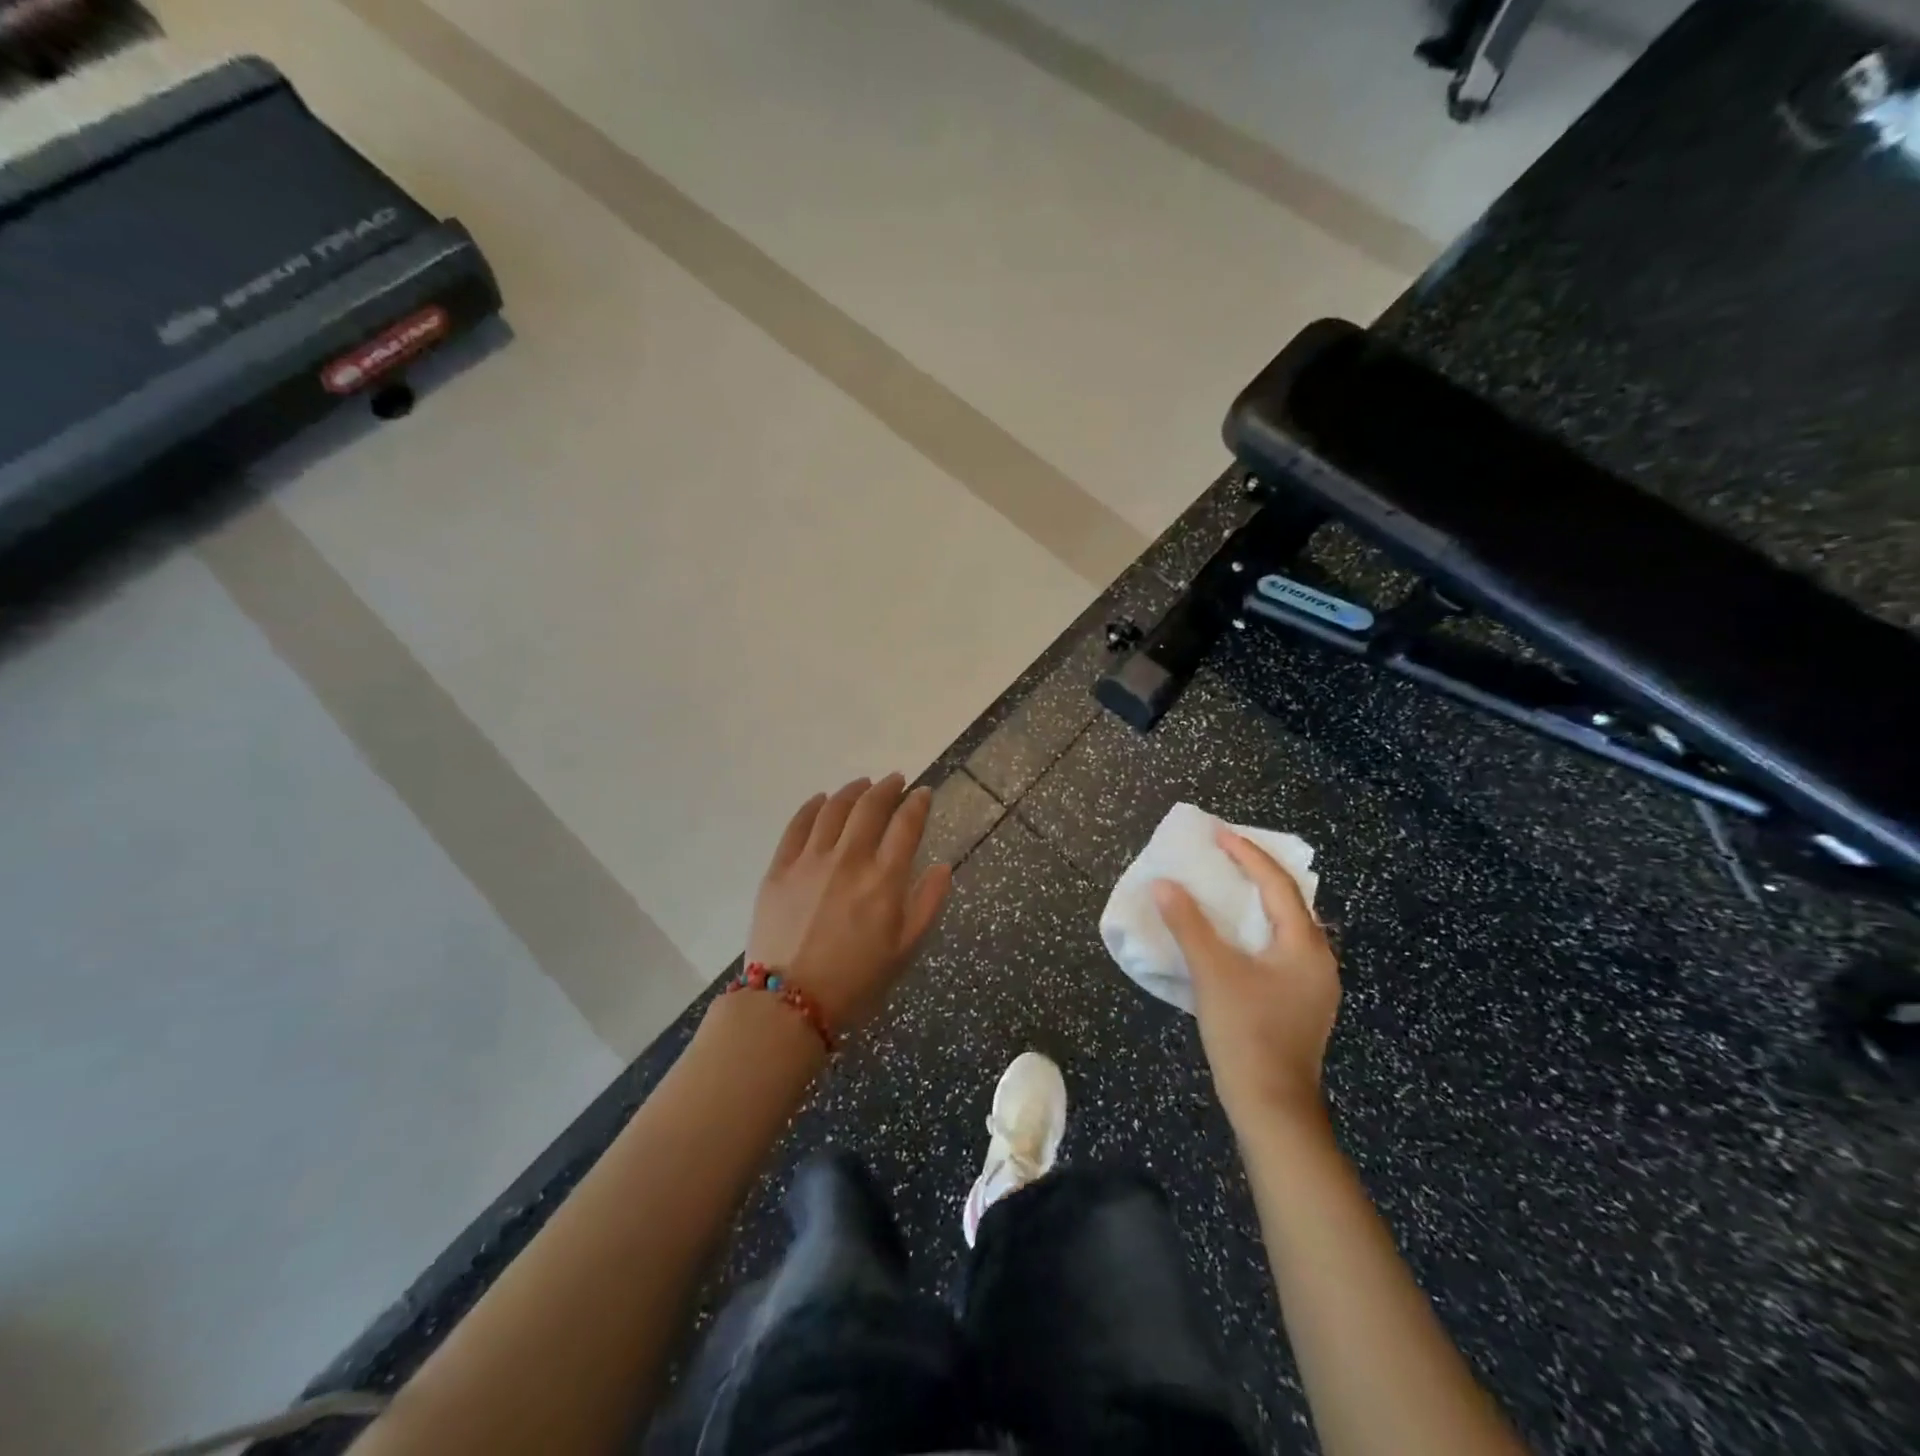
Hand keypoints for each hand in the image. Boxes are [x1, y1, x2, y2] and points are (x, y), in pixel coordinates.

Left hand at [747, 774, 952, 1032]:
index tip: (923, 793)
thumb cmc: (855, 982)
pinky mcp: (780, 868)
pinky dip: (813, 806)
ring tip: (862, 785)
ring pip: (834, 809)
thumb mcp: (904, 951)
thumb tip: (942, 866)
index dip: (917, 804)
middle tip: (895, 781)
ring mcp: (810, 860)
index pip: (906, 825)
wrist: (789, 1004)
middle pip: (870, 807)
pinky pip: (797, 825)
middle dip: (887, 788)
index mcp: (884, 880)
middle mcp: (849, 859)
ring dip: (852, 791)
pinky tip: (821, 800)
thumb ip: (927, 904)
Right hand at [1153, 828, 1339, 1128]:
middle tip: (1225, 856)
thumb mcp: (1212, 973)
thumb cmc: (1246, 1033)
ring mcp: (1314, 986)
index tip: (1218, 834)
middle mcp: (1319, 960)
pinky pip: (1282, 950)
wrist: (1272, 1108)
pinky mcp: (1302, 1005)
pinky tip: (1236, 939)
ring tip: (1227, 889)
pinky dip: (1259, 931)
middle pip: (1290, 902)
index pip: (1277, 884)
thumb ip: (1188, 924)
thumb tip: (1163, 884)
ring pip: (1287, 928)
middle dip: (1258, 875)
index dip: (1247, 855)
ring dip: (1258, 904)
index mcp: (1304, 945)